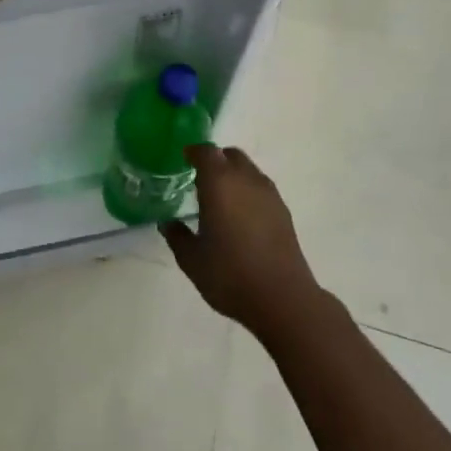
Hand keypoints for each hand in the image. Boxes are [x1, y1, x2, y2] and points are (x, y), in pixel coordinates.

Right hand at [162, 145, 323, 339]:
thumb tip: (167, 223)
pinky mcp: (283, 212)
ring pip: (249, 170)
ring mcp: (269, 194)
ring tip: (221, 199)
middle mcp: (246, 180)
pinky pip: (261, 189)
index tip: (184, 159)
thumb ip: (177, 236)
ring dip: (234, 176)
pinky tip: (241, 217)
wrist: (283, 299)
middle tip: (200, 179)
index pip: (206, 152)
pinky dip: (248, 192)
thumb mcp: (191, 259)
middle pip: (230, 155)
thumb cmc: (230, 274)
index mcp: (219, 183)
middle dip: (215, 161)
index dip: (193, 152)